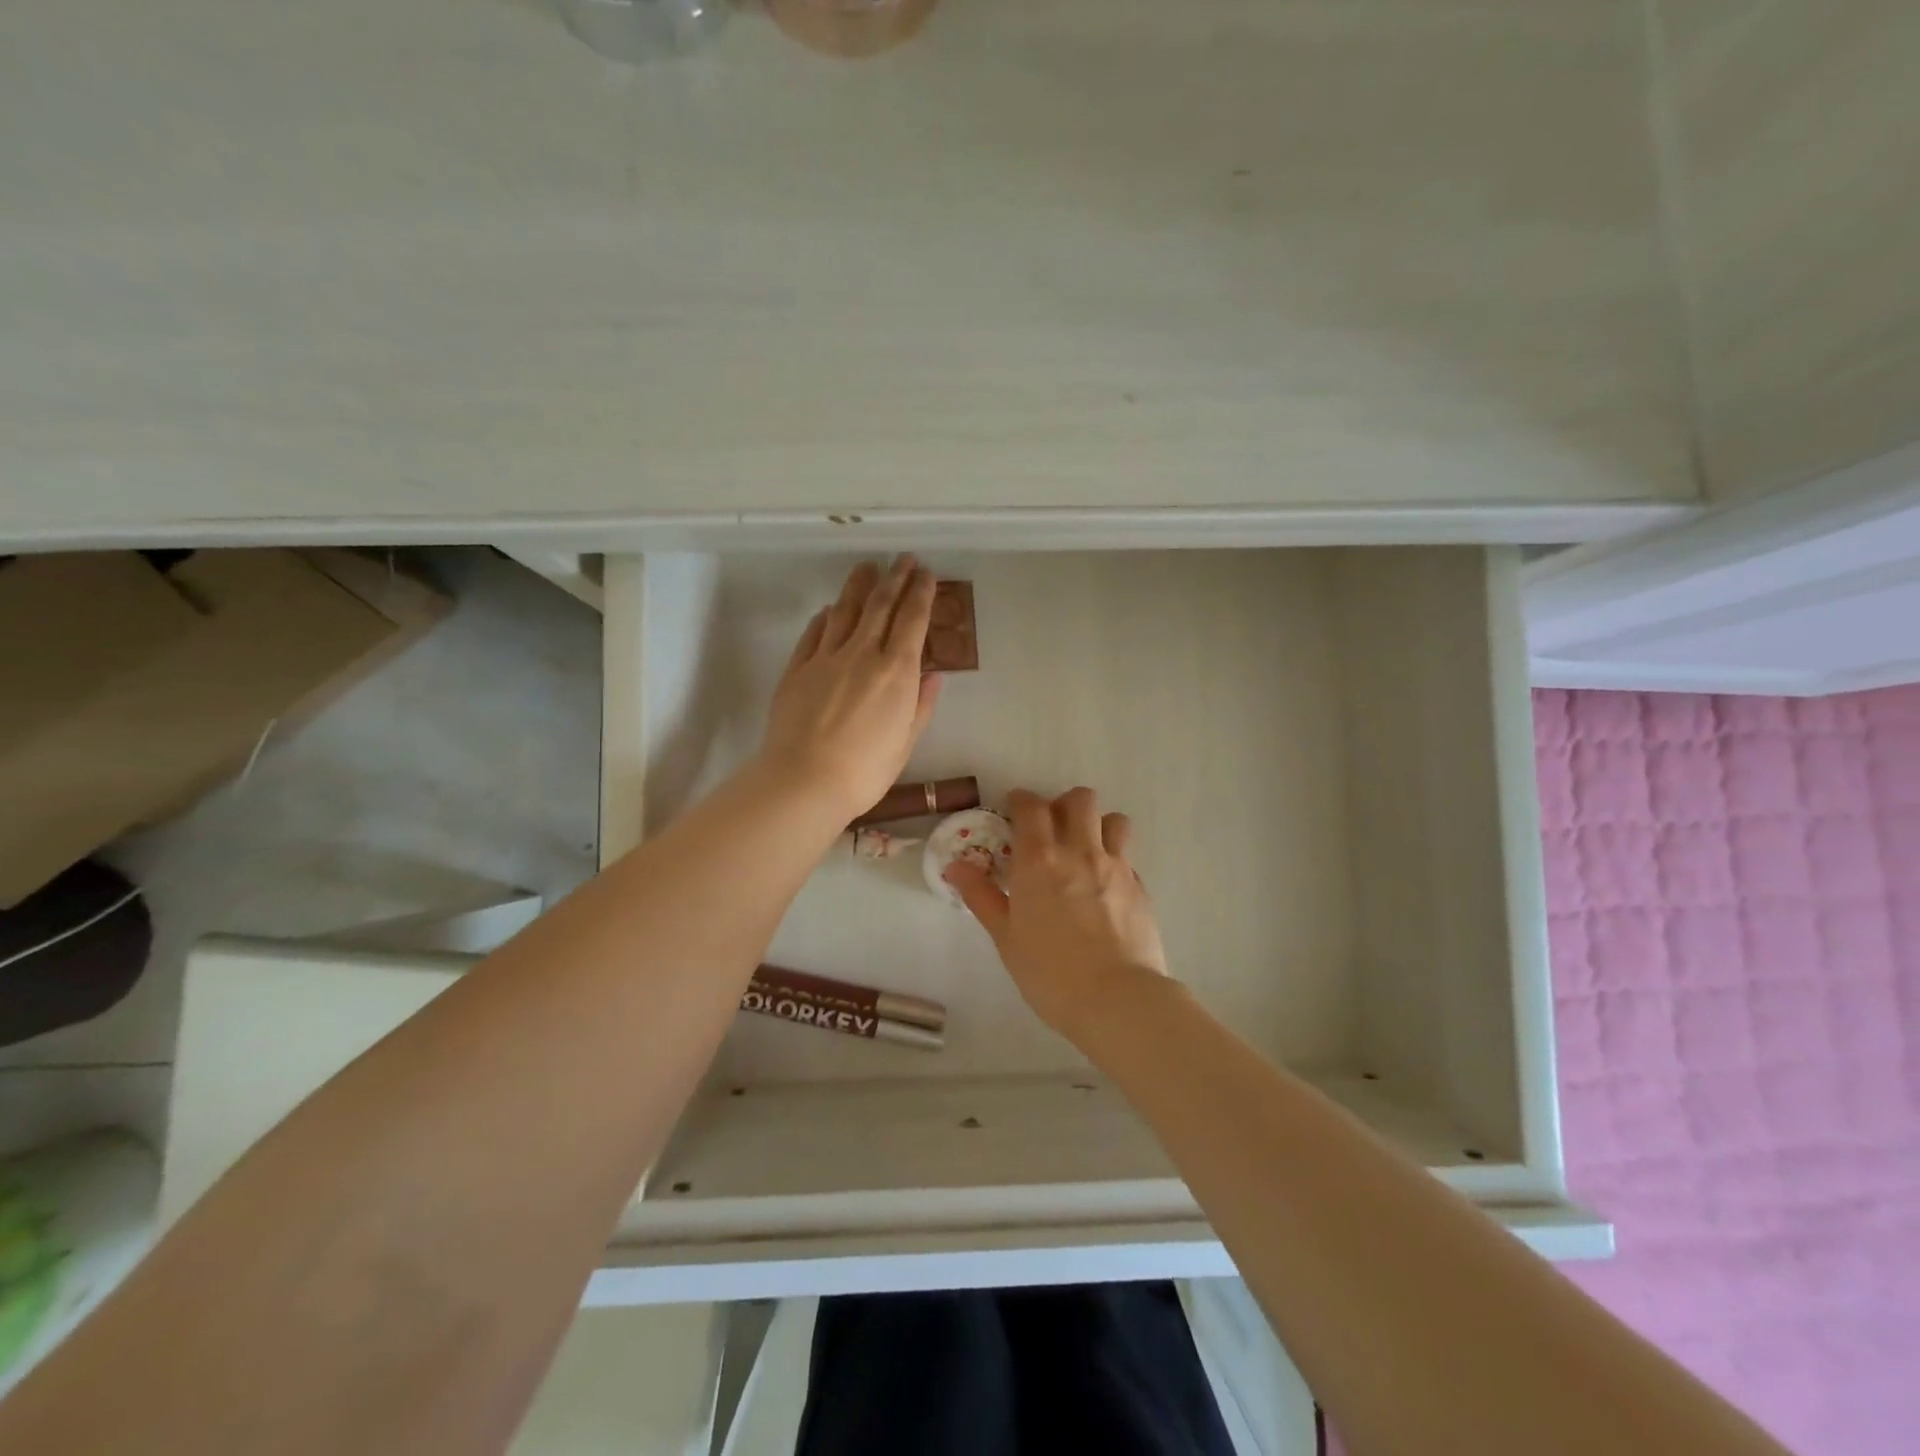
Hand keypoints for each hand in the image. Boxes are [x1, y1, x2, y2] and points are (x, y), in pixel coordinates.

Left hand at [759, 556, 942, 821]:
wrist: (805, 780)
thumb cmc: (865, 770)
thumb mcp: (906, 741)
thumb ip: (921, 704)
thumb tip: (933, 673)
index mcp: (896, 671)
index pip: (912, 620)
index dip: (921, 593)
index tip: (926, 573)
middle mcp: (862, 654)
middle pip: (880, 605)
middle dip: (895, 577)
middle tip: (903, 558)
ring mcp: (826, 658)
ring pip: (845, 610)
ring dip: (859, 585)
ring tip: (867, 567)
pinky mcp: (797, 668)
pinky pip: (814, 632)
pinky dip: (826, 616)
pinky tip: (830, 609)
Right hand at [946, 786, 1168, 1039]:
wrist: (1116, 999)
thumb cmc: (1049, 972)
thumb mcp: (1005, 937)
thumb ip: (981, 896)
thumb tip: (956, 866)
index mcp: (1039, 860)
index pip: (1031, 806)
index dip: (1022, 801)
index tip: (1015, 809)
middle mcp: (1080, 851)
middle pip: (1080, 800)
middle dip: (1064, 804)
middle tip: (1052, 828)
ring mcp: (1116, 866)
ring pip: (1114, 820)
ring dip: (1098, 825)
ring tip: (1086, 849)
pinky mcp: (1140, 886)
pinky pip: (1128, 857)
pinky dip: (1115, 859)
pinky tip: (1105, 886)